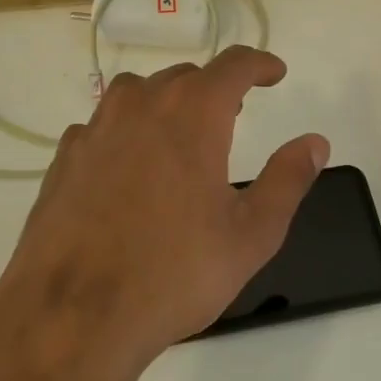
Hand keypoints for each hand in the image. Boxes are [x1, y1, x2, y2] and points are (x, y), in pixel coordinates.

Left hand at [0, 46, 328, 380]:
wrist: (73, 316)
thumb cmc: (175, 272)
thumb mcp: (251, 234)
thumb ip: (288, 180)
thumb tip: (316, 142)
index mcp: (193, 114)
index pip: (234, 65)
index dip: (259, 64)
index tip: (274, 73)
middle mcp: (142, 106)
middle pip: (185, 76)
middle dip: (215, 88)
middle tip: (233, 114)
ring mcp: (96, 130)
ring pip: (138, 93)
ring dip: (167, 102)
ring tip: (181, 134)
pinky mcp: (64, 159)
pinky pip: (103, 125)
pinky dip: (126, 130)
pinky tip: (130, 166)